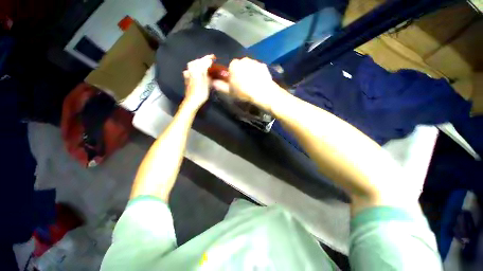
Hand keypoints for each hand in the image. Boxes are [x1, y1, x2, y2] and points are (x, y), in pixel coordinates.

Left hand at [182, 55, 214, 109]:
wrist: (192, 102)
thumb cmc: (200, 94)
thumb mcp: (206, 83)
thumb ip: (206, 71)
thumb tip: (208, 62)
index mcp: (195, 72)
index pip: (201, 62)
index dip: (207, 59)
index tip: (213, 57)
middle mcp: (190, 71)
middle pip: (196, 62)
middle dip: (203, 60)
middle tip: (210, 60)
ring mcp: (188, 75)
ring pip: (193, 65)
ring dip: (199, 63)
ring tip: (205, 64)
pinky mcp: (187, 79)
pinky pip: (191, 70)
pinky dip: (196, 68)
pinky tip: (199, 70)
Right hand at [211, 57, 285, 111]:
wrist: (262, 92)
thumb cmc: (244, 92)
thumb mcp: (230, 91)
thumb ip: (220, 86)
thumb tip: (213, 82)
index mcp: (234, 65)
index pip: (230, 68)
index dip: (232, 76)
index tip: (235, 84)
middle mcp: (244, 60)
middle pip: (240, 66)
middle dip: (241, 73)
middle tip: (244, 84)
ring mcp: (255, 62)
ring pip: (249, 67)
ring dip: (249, 72)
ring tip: (252, 84)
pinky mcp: (263, 66)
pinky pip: (258, 68)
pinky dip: (257, 73)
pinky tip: (259, 82)